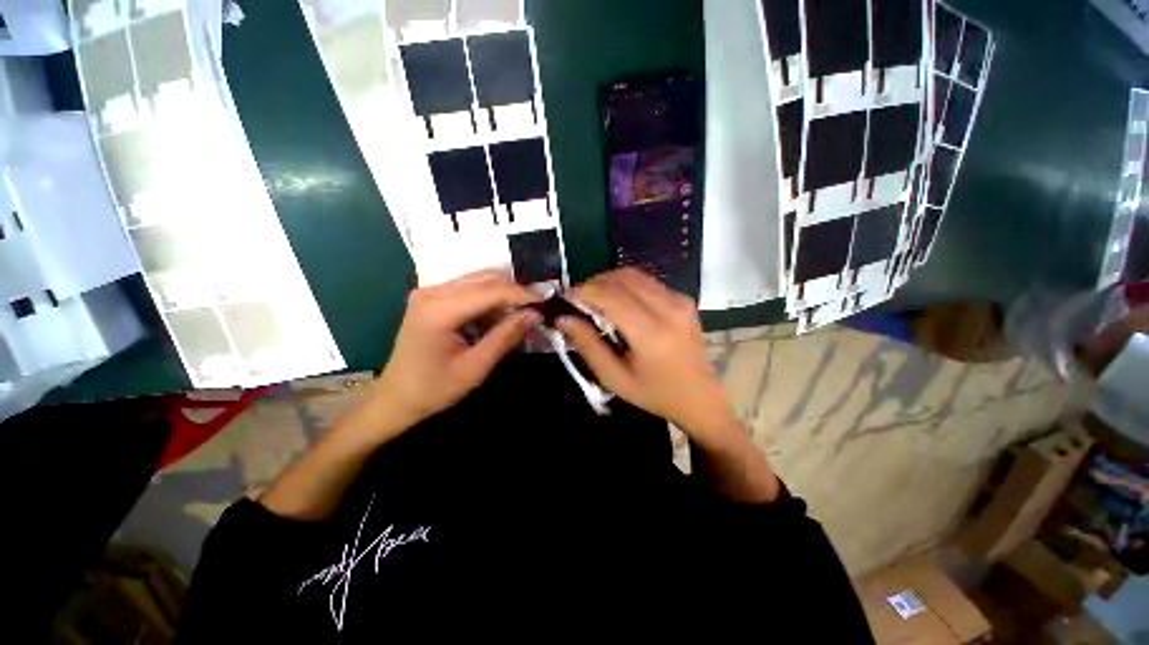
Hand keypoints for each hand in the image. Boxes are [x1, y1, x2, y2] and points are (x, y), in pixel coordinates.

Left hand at [371, 269, 541, 426]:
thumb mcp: (475, 367)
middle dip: (514, 290)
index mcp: (439, 309)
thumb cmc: (434, 389)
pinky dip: (489, 300)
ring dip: (503, 294)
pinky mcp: (432, 298)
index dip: (521, 293)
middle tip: (539, 304)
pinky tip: (500, 316)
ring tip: (523, 310)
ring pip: (478, 282)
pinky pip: (468, 290)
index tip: (547, 297)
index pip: (490, 291)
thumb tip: (536, 314)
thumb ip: (506, 337)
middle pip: (484, 280)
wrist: (395, 398)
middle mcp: (432, 291)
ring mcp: (429, 292)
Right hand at [558, 268, 731, 433]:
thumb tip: (563, 318)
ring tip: (594, 298)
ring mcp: (680, 300)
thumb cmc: (654, 394)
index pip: (610, 296)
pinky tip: (618, 302)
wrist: (700, 398)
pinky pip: (647, 281)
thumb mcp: (615, 378)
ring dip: (608, 281)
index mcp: (651, 333)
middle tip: (577, 300)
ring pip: (634, 275)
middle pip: (621, 279)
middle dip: (593, 283)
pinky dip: (626, 285)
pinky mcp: (684, 299)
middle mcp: (668, 309)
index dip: (583, 292)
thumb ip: (588, 346)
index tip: (564, 298)